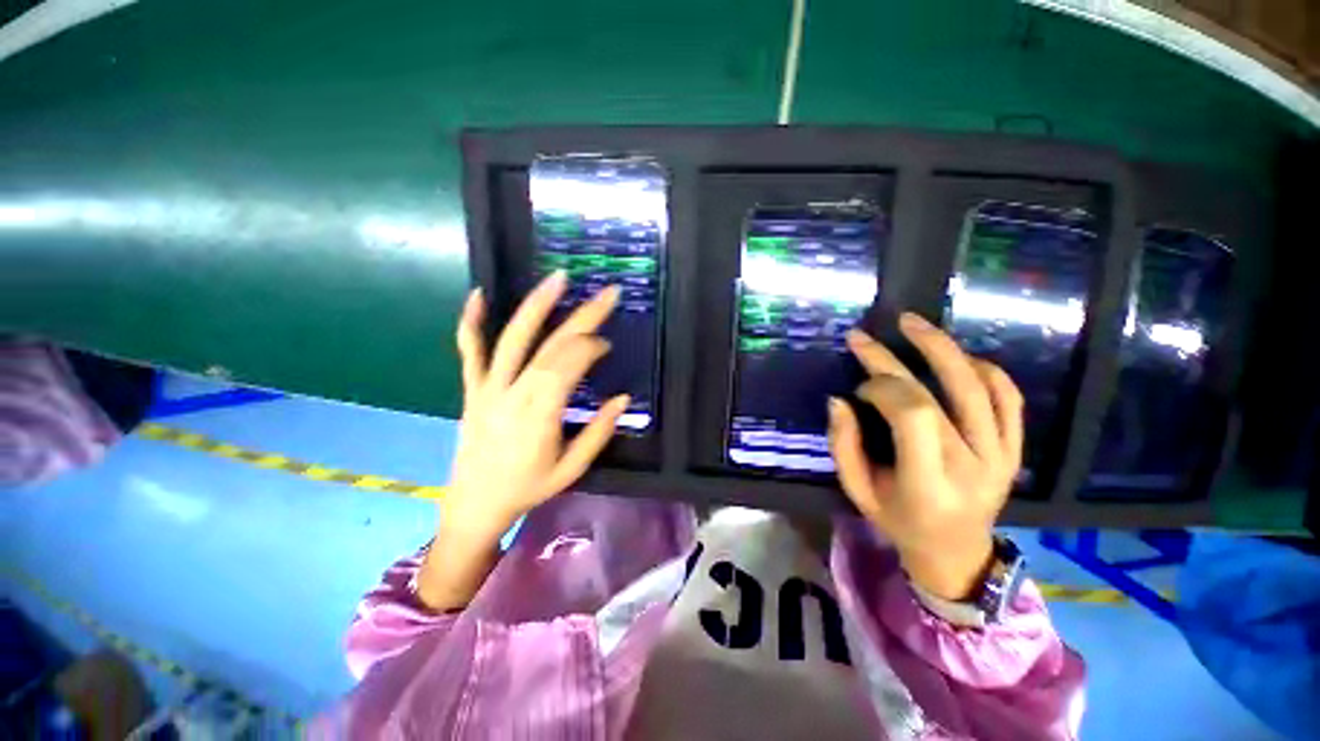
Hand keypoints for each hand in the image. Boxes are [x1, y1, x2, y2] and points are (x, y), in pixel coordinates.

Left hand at [416, 272, 626, 611]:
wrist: (474, 506)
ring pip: (512, 338)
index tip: (606, 345)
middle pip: (550, 344)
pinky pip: (469, 352)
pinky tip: (479, 294)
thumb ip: (598, 432)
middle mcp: (513, 393)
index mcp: (539, 414)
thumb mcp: (571, 469)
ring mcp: (487, 388)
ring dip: (537, 305)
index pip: (568, 364)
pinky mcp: (472, 389)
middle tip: (608, 293)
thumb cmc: (527, 489)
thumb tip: (623, 398)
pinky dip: (471, 322)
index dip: (591, 346)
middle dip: (583, 316)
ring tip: (558, 278)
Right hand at [827, 312, 1023, 600]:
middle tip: (864, 336)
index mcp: (928, 484)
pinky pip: (1010, 399)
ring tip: (912, 323)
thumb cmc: (898, 522)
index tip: (859, 389)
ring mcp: (1001, 456)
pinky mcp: (1016, 450)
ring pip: (979, 387)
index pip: (912, 415)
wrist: (957, 552)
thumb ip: (844, 445)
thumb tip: (838, 400)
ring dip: (942, 348)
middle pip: (938, 394)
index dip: (880, 389)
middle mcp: (972, 467)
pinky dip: (986, 370)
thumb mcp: (857, 491)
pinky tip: (959, 356)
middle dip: (893, 359)